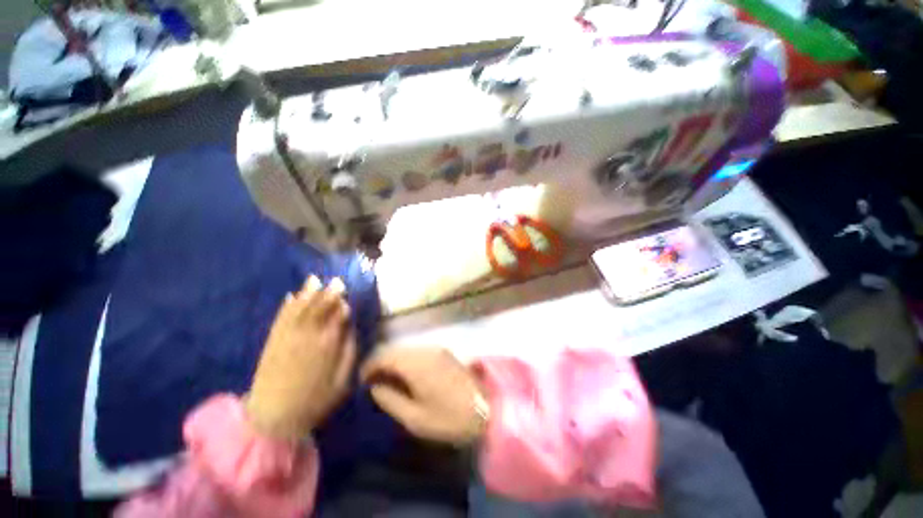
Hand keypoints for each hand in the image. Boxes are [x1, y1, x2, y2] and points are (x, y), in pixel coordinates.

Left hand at [246, 276, 355, 439]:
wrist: (273, 418)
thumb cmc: (314, 400)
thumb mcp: (342, 381)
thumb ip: (349, 352)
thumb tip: (351, 329)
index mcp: (328, 345)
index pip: (337, 317)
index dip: (342, 305)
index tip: (346, 297)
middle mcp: (309, 335)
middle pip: (320, 308)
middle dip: (329, 293)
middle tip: (336, 281)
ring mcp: (288, 337)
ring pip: (300, 309)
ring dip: (308, 293)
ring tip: (315, 280)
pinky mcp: (273, 342)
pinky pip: (281, 319)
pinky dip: (286, 307)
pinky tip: (291, 296)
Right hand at [361, 347, 487, 444]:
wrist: (487, 408)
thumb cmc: (449, 418)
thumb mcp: (415, 418)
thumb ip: (390, 400)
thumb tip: (375, 387)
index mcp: (416, 363)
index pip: (384, 356)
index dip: (368, 366)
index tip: (360, 381)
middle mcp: (425, 349)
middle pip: (395, 349)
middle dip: (380, 363)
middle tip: (371, 382)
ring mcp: (437, 349)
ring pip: (407, 349)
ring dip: (394, 360)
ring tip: (386, 380)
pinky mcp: (444, 352)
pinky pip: (418, 352)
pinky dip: (407, 360)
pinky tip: (406, 375)